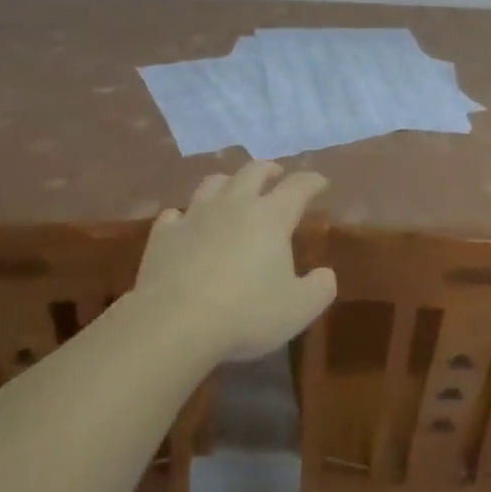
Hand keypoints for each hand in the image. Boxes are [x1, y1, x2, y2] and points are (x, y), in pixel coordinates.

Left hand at [135, 161, 336, 361]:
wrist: (174, 322)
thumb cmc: (245, 314)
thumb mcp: (298, 309)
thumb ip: (319, 288)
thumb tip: (326, 274)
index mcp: (271, 217)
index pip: (298, 187)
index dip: (312, 181)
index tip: (320, 181)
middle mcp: (234, 205)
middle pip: (253, 171)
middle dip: (269, 169)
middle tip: (276, 174)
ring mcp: (195, 215)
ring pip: (213, 183)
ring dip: (227, 182)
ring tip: (232, 189)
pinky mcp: (164, 234)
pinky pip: (175, 214)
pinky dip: (184, 215)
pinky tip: (184, 223)